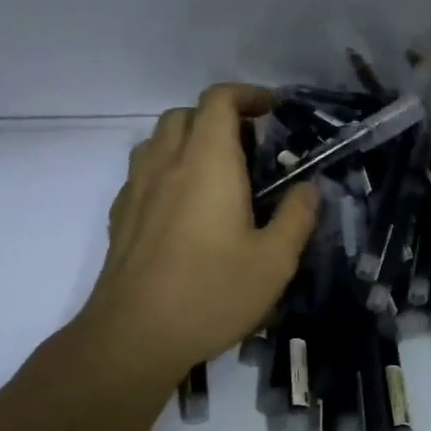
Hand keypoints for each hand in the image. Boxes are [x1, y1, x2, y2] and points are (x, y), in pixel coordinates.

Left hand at [70, 84, 317, 380]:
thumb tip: (309, 188)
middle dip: (219, 117)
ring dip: (189, 140)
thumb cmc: (212, 293)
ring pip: (158, 140)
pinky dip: (167, 170)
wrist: (134, 336)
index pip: (219, 100)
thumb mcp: (275, 261)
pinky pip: (143, 172)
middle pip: (185, 114)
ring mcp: (136, 189)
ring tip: (217, 173)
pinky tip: (186, 208)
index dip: (247, 95)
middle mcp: (166, 164)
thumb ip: (297, 216)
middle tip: (251, 147)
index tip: (272, 110)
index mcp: (207, 163)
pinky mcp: (121, 217)